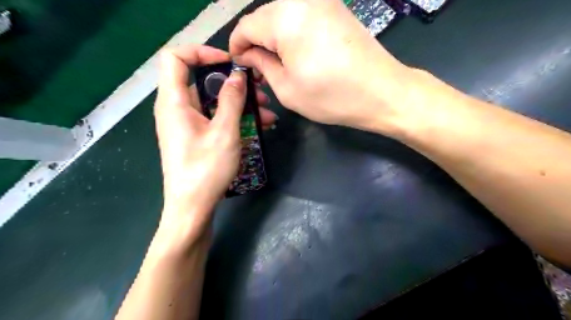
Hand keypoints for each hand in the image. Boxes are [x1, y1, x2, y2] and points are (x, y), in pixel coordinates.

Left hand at [154, 45, 274, 239]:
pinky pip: (215, 119)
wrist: (192, 207)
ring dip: (240, 104)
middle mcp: (177, 109)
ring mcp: (187, 124)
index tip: (230, 63)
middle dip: (233, 84)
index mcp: (174, 102)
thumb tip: (237, 76)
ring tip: (268, 114)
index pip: (176, 58)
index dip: (202, 52)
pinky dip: (234, 119)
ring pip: (213, 103)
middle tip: (260, 92)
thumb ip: (231, 100)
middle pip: (202, 81)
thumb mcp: (224, 132)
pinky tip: (259, 126)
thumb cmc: (206, 169)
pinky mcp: (196, 137)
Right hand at [229, 0, 417, 133]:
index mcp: (285, 18)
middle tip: (259, 68)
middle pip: (264, 17)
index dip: (237, 46)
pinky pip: (303, 16)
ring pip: (283, 16)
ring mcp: (323, 1)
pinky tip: (297, 53)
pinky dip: (293, 33)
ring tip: (278, 64)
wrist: (382, 92)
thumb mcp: (287, 88)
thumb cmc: (331, 96)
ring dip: (275, 38)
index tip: (238, 64)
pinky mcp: (336, 7)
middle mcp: (302, 0)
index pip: (246, 26)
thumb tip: (247, 54)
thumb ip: (261, 65)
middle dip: (256, 42)